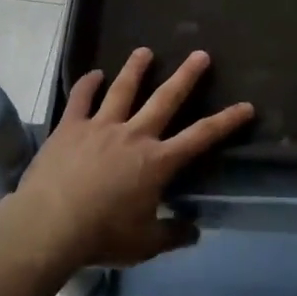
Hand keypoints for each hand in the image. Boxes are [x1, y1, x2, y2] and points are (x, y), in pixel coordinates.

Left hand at [9, 48, 252, 269]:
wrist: (49, 225)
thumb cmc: (101, 236)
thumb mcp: (144, 244)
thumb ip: (172, 235)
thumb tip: (194, 232)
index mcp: (157, 162)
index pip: (200, 137)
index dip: (226, 121)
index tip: (246, 106)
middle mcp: (134, 135)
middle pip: (165, 99)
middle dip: (186, 76)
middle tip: (200, 54)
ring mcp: (100, 126)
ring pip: (122, 89)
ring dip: (136, 69)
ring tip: (144, 51)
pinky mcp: (71, 126)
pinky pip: (81, 99)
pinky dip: (88, 84)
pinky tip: (94, 74)